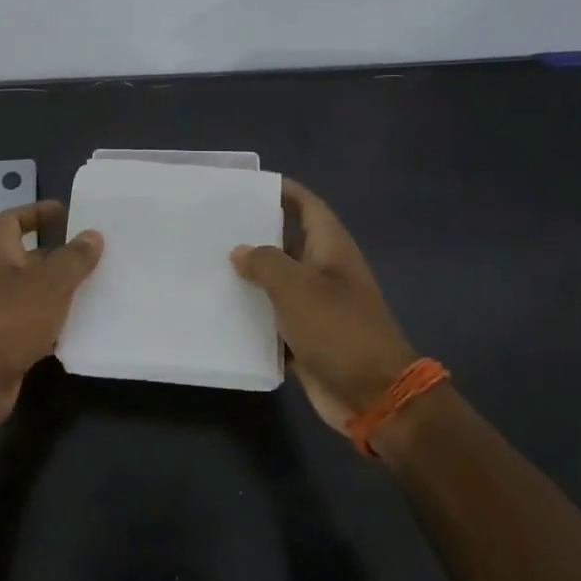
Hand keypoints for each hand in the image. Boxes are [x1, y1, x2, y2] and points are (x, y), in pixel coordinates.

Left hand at [0, 201, 102, 435]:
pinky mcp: (5, 346)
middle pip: (26, 258)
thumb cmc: (8, 321)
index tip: (66, 213)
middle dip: (58, 255)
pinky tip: (84, 329)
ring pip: (33, 294)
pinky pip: (35, 326)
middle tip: (95, 255)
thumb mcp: (48, 284)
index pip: (11, 221)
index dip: (36, 212)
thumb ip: (73, 259)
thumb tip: (92, 235)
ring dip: (61, 291)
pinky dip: (56, 325)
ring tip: (98, 288)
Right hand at [231, 180, 416, 436]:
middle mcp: (324, 272)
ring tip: (207, 263)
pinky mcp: (306, 336)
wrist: (373, 395)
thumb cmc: (338, 329)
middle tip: (214, 225)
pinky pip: (274, 317)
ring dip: (250, 275)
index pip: (307, 207)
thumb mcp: (297, 288)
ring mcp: (317, 306)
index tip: (248, 185)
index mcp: (331, 249)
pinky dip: (253, 313)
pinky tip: (220, 308)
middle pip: (288, 242)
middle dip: (256, 233)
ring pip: (278, 282)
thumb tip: (240, 251)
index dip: (284, 191)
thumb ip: (265, 263)